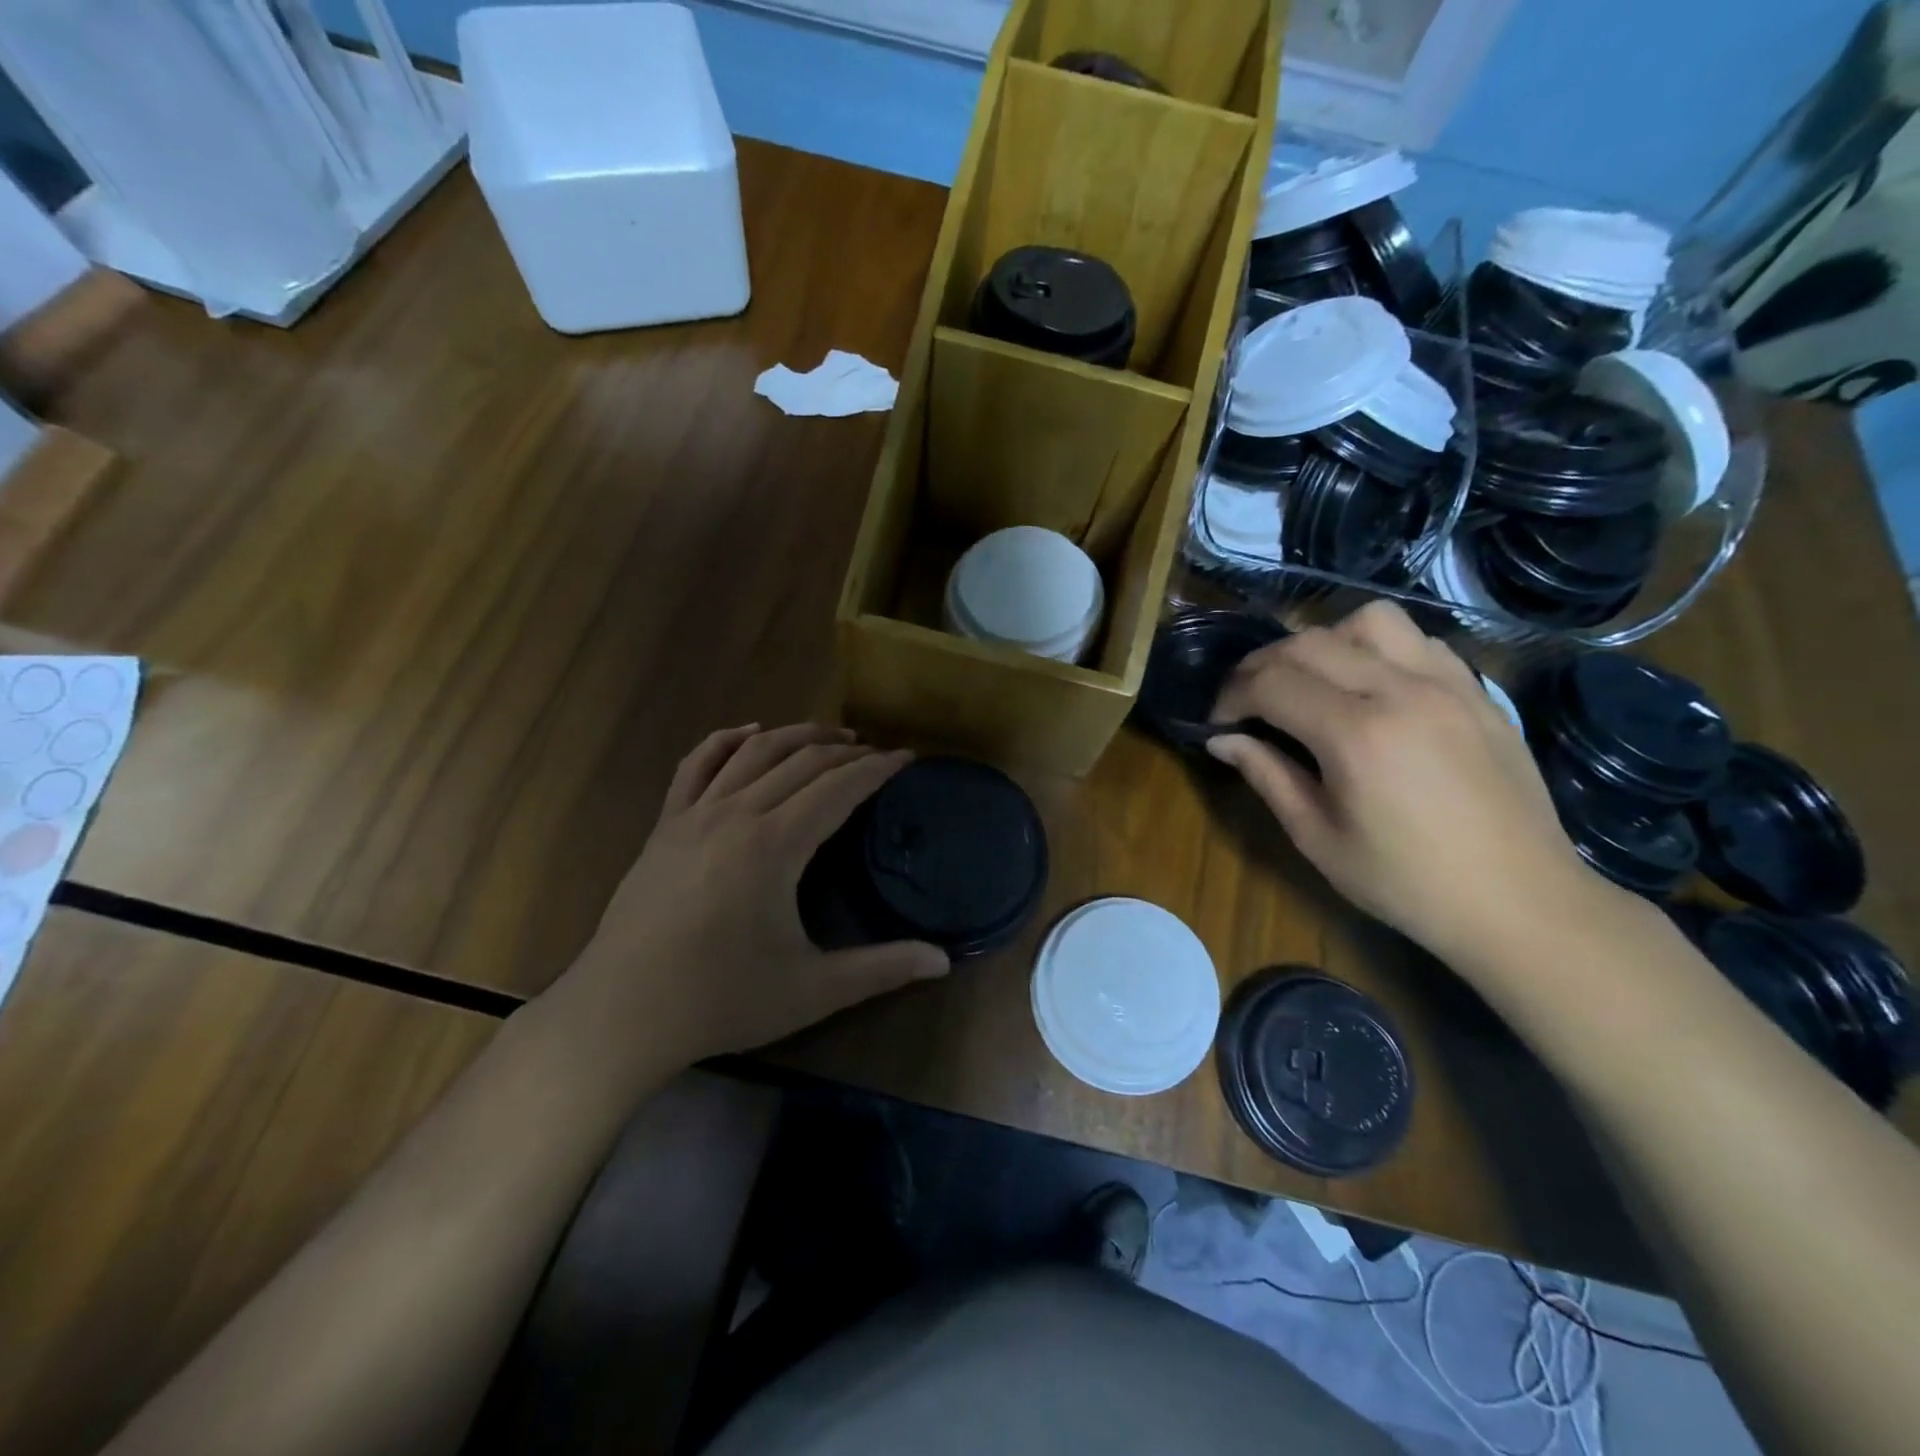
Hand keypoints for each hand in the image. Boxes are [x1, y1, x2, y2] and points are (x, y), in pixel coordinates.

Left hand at [573, 724, 948, 1062]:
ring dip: (796, 736)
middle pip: (801, 761)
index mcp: (776, 844)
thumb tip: (943, 961)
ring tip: (830, 737)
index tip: (906, 759)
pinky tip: (748, 733)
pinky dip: (726, 740)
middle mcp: (737, 814)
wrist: (620, 1014)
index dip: (877, 769)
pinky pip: (696, 765)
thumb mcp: (812, 990)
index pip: (838, 787)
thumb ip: (881, 969)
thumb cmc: (720, 1000)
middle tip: (877, 754)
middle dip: (845, 751)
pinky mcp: (664, 826)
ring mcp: (694, 814)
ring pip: (753, 752)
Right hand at [1207, 601, 1607, 961]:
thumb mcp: (1318, 837)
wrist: (1521, 903)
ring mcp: (1448, 683)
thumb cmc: (1406, 882)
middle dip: (1261, 665)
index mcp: (1356, 735)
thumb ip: (1267, 775)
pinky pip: (1418, 640)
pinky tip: (1371, 688)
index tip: (1218, 722)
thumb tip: (1222, 740)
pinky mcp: (1477, 691)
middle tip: (1246, 700)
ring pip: (1368, 621)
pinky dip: (1378, 649)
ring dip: (1324, 642)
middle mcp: (1401, 690)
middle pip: (1309, 643)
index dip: (1231, 696)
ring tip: (1312, 682)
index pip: (1271, 683)